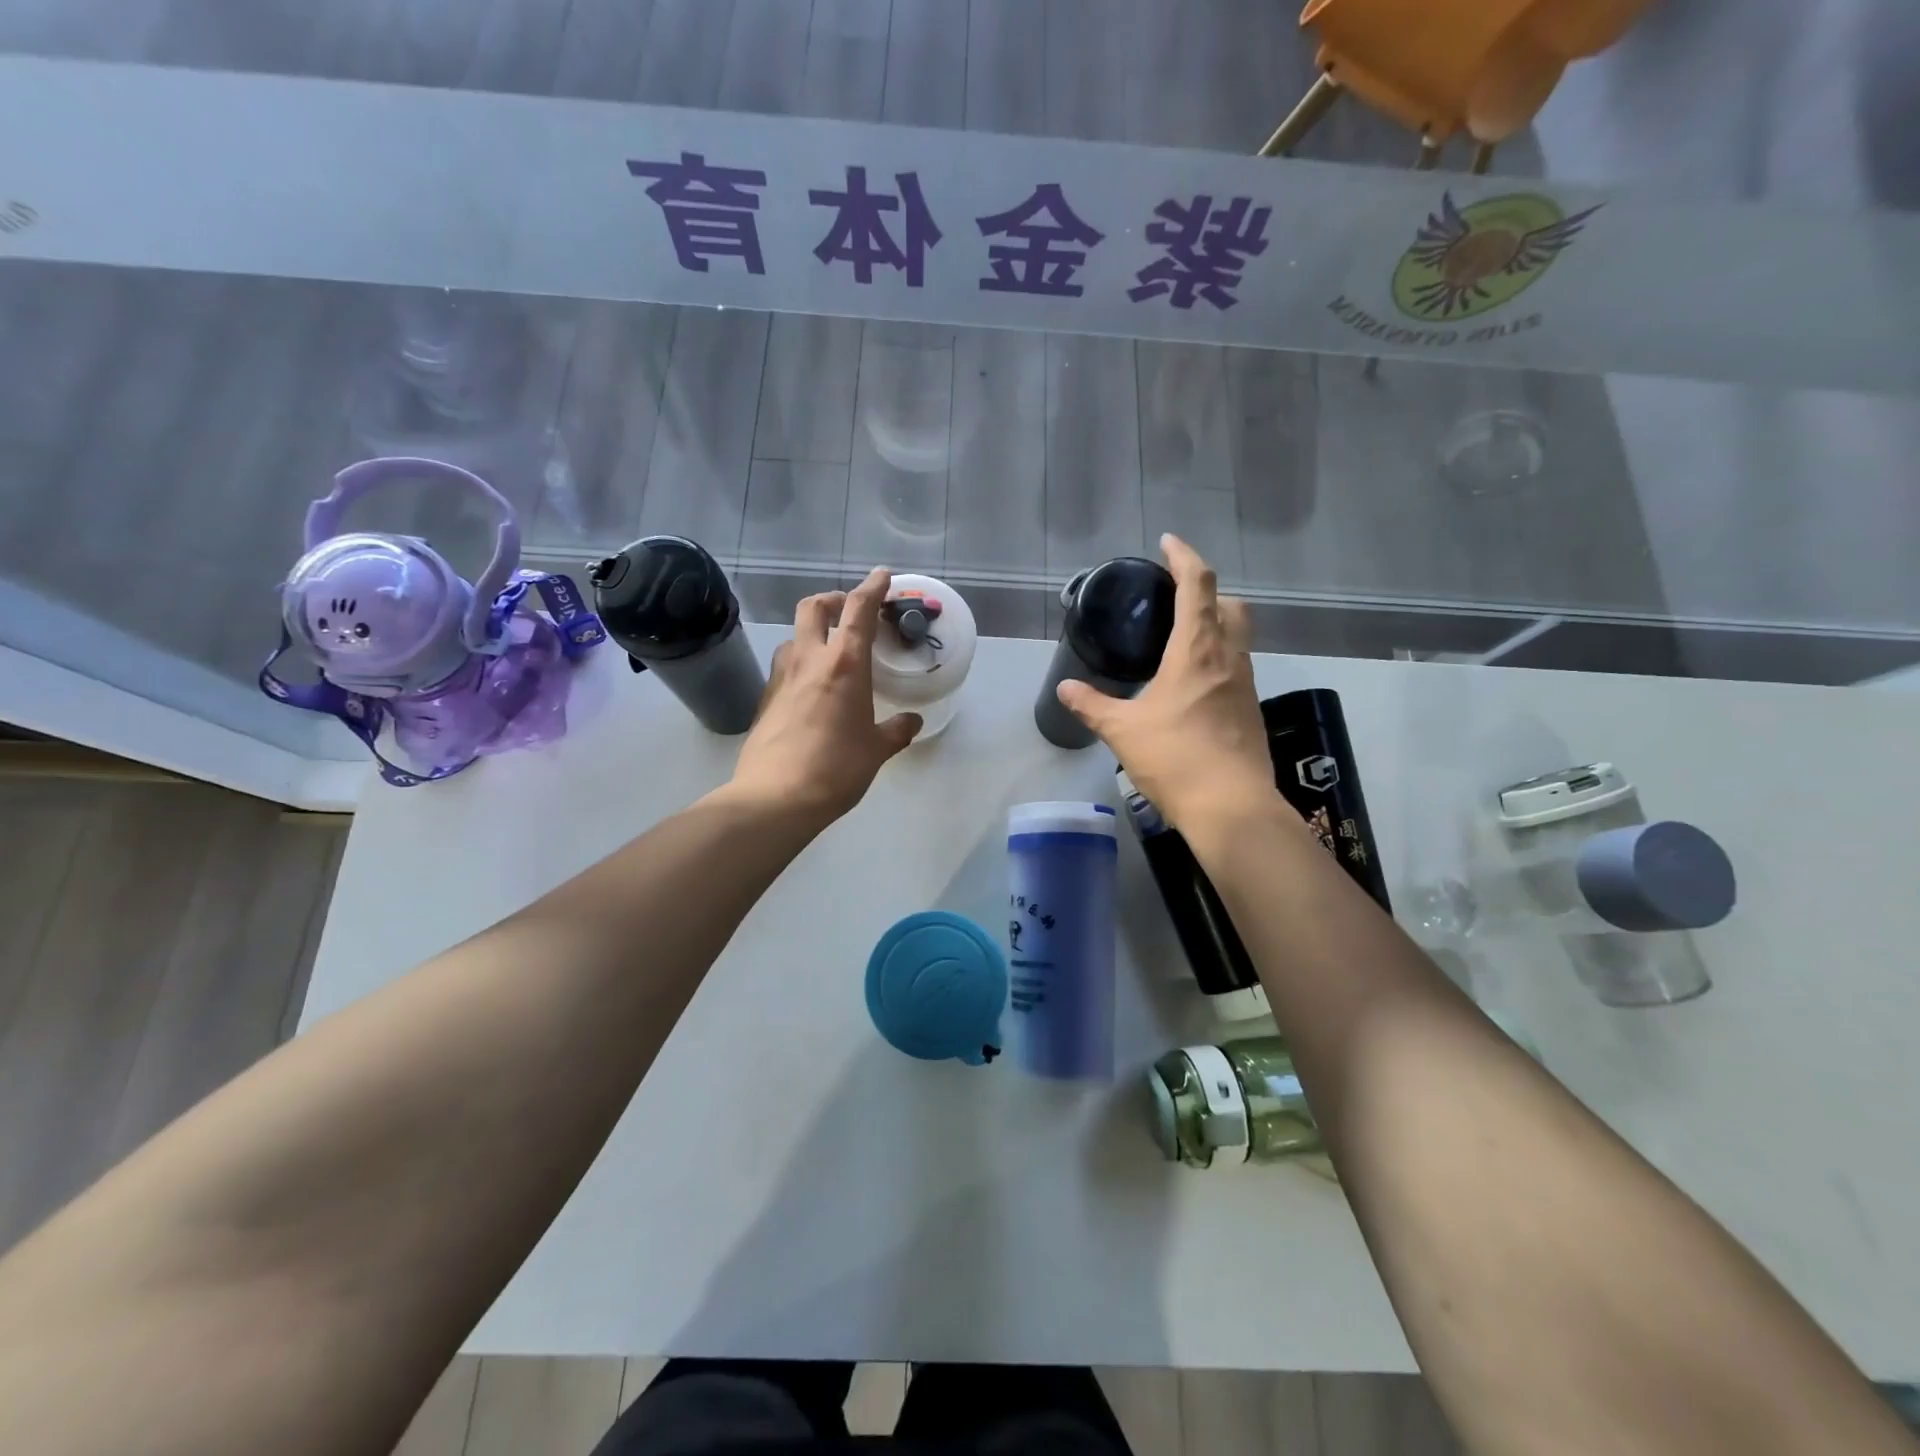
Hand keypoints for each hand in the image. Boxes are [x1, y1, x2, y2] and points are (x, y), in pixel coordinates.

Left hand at [727, 568, 921, 827]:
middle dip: (833, 599)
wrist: (776, 797)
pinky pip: (784, 667)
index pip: (858, 610)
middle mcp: (809, 660)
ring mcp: (781, 677)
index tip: (882, 576)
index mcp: (845, 664)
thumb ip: (896, 730)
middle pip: (814, 607)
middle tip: (848, 611)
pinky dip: (800, 664)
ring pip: (794, 636)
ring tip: (829, 652)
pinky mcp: (765, 699)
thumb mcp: (877, 750)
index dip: (872, 587)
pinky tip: (810, 689)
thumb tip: (911, 722)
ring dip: (812, 633)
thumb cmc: (837, 767)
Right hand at [1057, 535, 1279, 836]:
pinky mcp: (1250, 711)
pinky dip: (1218, 660)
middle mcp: (1228, 658)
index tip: (1168, 543)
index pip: (1198, 584)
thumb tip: (1066, 688)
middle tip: (1177, 599)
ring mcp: (1245, 685)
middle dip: (1208, 591)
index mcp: (1197, 650)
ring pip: (1238, 637)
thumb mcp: (1123, 730)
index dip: (1184, 557)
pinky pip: (1236, 668)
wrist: (1231, 806)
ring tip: (1180, 641)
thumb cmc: (1175, 757)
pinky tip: (1193, 686)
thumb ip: (1092, 705)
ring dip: (1216, 625)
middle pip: (1231, 604)